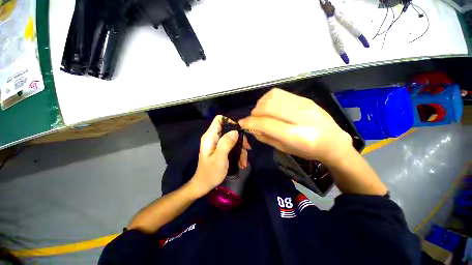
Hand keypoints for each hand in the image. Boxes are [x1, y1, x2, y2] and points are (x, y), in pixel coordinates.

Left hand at [189, 115, 250, 197]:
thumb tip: (235, 131)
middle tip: (246, 148)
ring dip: (240, 148)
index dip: (230, 121)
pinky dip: (238, 153)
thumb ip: (226, 143)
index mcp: (210, 137)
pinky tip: (242, 163)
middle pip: (229, 129)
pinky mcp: (221, 149)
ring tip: (244, 161)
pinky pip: (232, 146)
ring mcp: (218, 144)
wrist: (204, 185)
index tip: (240, 131)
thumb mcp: (219, 158)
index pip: (219, 119)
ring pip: (233, 139)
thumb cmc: (210, 173)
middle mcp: (214, 137)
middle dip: (239, 138)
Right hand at [239, 88, 351, 164]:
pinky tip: (270, 107)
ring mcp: (304, 104)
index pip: (266, 124)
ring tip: (262, 113)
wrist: (334, 141)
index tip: (242, 123)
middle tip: (254, 119)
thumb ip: (265, 137)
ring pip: (273, 96)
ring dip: (261, 104)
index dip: (250, 123)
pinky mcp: (304, 98)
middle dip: (255, 112)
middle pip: (268, 106)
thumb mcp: (284, 149)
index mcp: (297, 135)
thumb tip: (251, 128)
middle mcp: (301, 117)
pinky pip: (280, 93)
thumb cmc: (308, 151)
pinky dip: (269, 99)